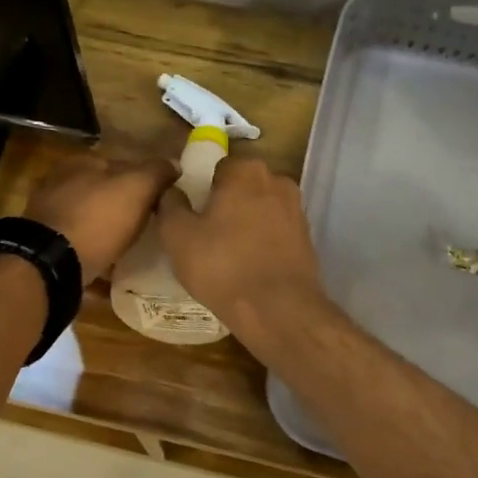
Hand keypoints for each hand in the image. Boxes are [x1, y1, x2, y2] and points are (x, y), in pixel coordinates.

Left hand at [23, 154, 177, 284]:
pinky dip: (93, 252)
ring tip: (130, 248)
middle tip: (148, 225)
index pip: (122, 164)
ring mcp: (49, 215)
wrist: (51, 264)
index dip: (145, 180)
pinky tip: (108, 267)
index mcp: (82, 162)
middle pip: (103, 192)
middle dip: (123, 206)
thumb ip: (156, 172)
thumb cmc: (97, 219)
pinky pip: (78, 245)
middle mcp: (61, 183)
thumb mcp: (136, 188)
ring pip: (89, 219)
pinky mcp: (45, 246)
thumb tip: (174, 164)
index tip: (162, 201)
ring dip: (107, 230)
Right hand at [157, 156, 323, 331]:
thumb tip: (171, 191)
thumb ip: (170, 205)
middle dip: (225, 205)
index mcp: (245, 171)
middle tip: (205, 235)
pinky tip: (249, 266)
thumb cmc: (222, 266)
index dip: (201, 190)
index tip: (191, 215)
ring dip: (245, 224)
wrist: (279, 310)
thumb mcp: (178, 237)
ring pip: (260, 209)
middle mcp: (277, 181)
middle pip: (241, 187)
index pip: (217, 168)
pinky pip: (275, 231)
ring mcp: (297, 209)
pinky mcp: (307, 237)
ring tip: (227, 254)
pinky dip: (262, 242)